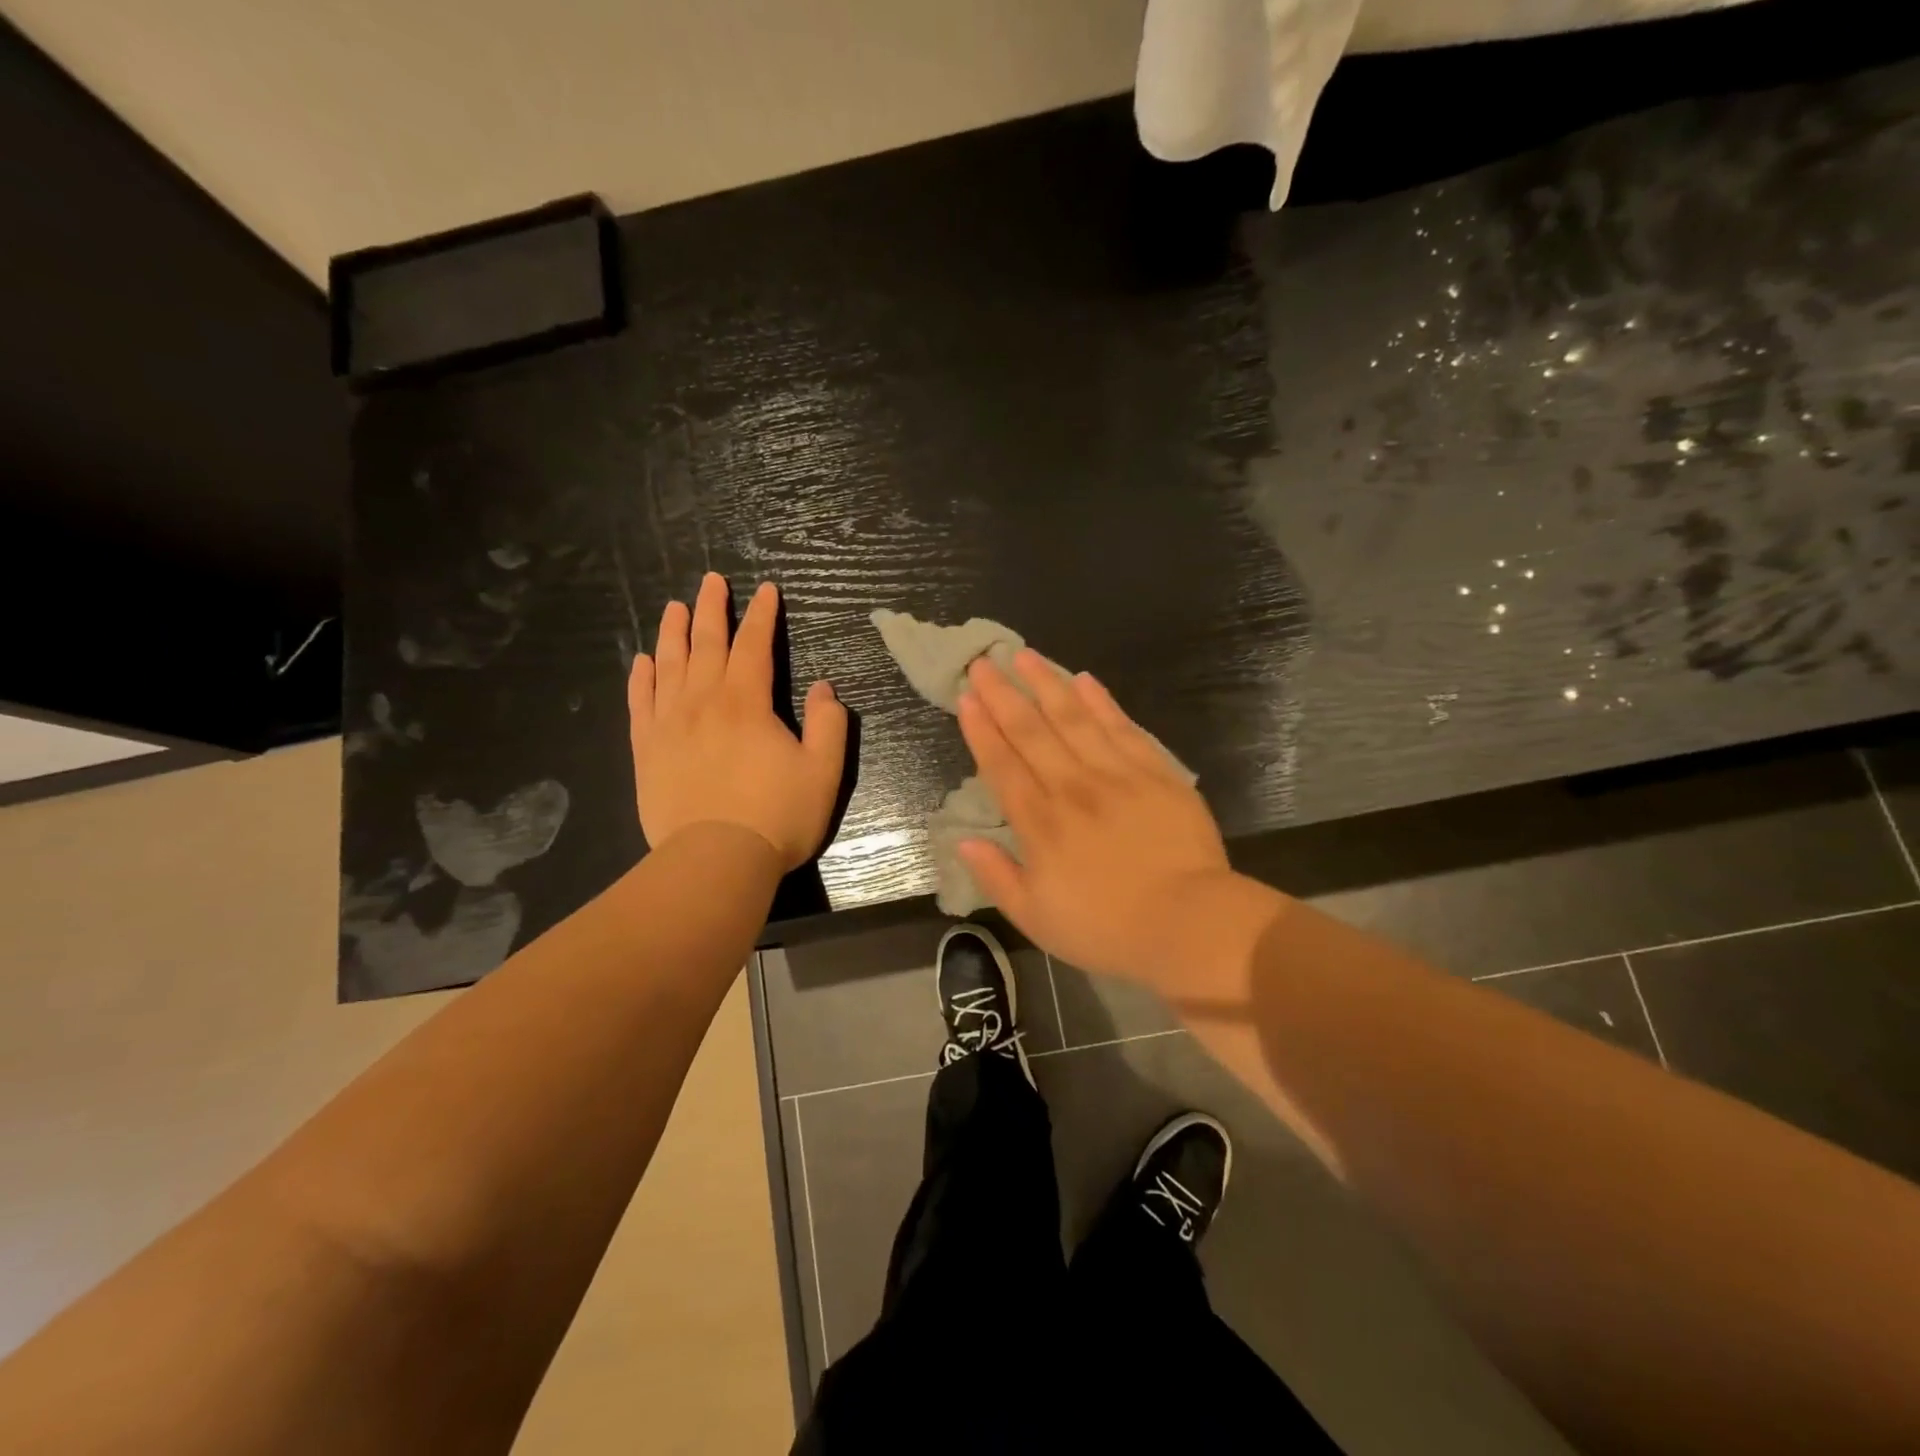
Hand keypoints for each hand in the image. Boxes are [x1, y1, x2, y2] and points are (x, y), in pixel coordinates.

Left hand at [629, 573, 846, 869]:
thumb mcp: (823, 771)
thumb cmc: (777, 816)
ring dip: (673, 632)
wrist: (715, 860)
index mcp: (747, 702)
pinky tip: (643, 662)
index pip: (754, 645)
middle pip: (706, 644)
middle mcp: (703, 702)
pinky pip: (641, 702)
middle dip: (712, 609)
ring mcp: (669, 724)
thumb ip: (829, 724)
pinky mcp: (647, 750)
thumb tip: (824, 687)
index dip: (762, 615)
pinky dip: (642, 678)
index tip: (766, 591)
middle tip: (711, 580)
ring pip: (669, 665)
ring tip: (674, 607)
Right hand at [955, 651, 1280, 993]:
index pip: (1002, 765)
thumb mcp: (1036, 918)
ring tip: (1024, 656)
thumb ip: (997, 876)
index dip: (981, 729)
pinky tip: (1084, 680)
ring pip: (1073, 718)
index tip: (967, 698)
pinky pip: (1122, 728)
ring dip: (1046, 684)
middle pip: (1031, 731)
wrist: (1188, 923)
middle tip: (983, 663)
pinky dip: (1101, 702)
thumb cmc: (1106, 928)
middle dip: (1003, 695)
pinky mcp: (1155, 772)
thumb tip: (963, 843)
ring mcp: (1116, 774)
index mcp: (1040, 823)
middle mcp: (1072, 787)